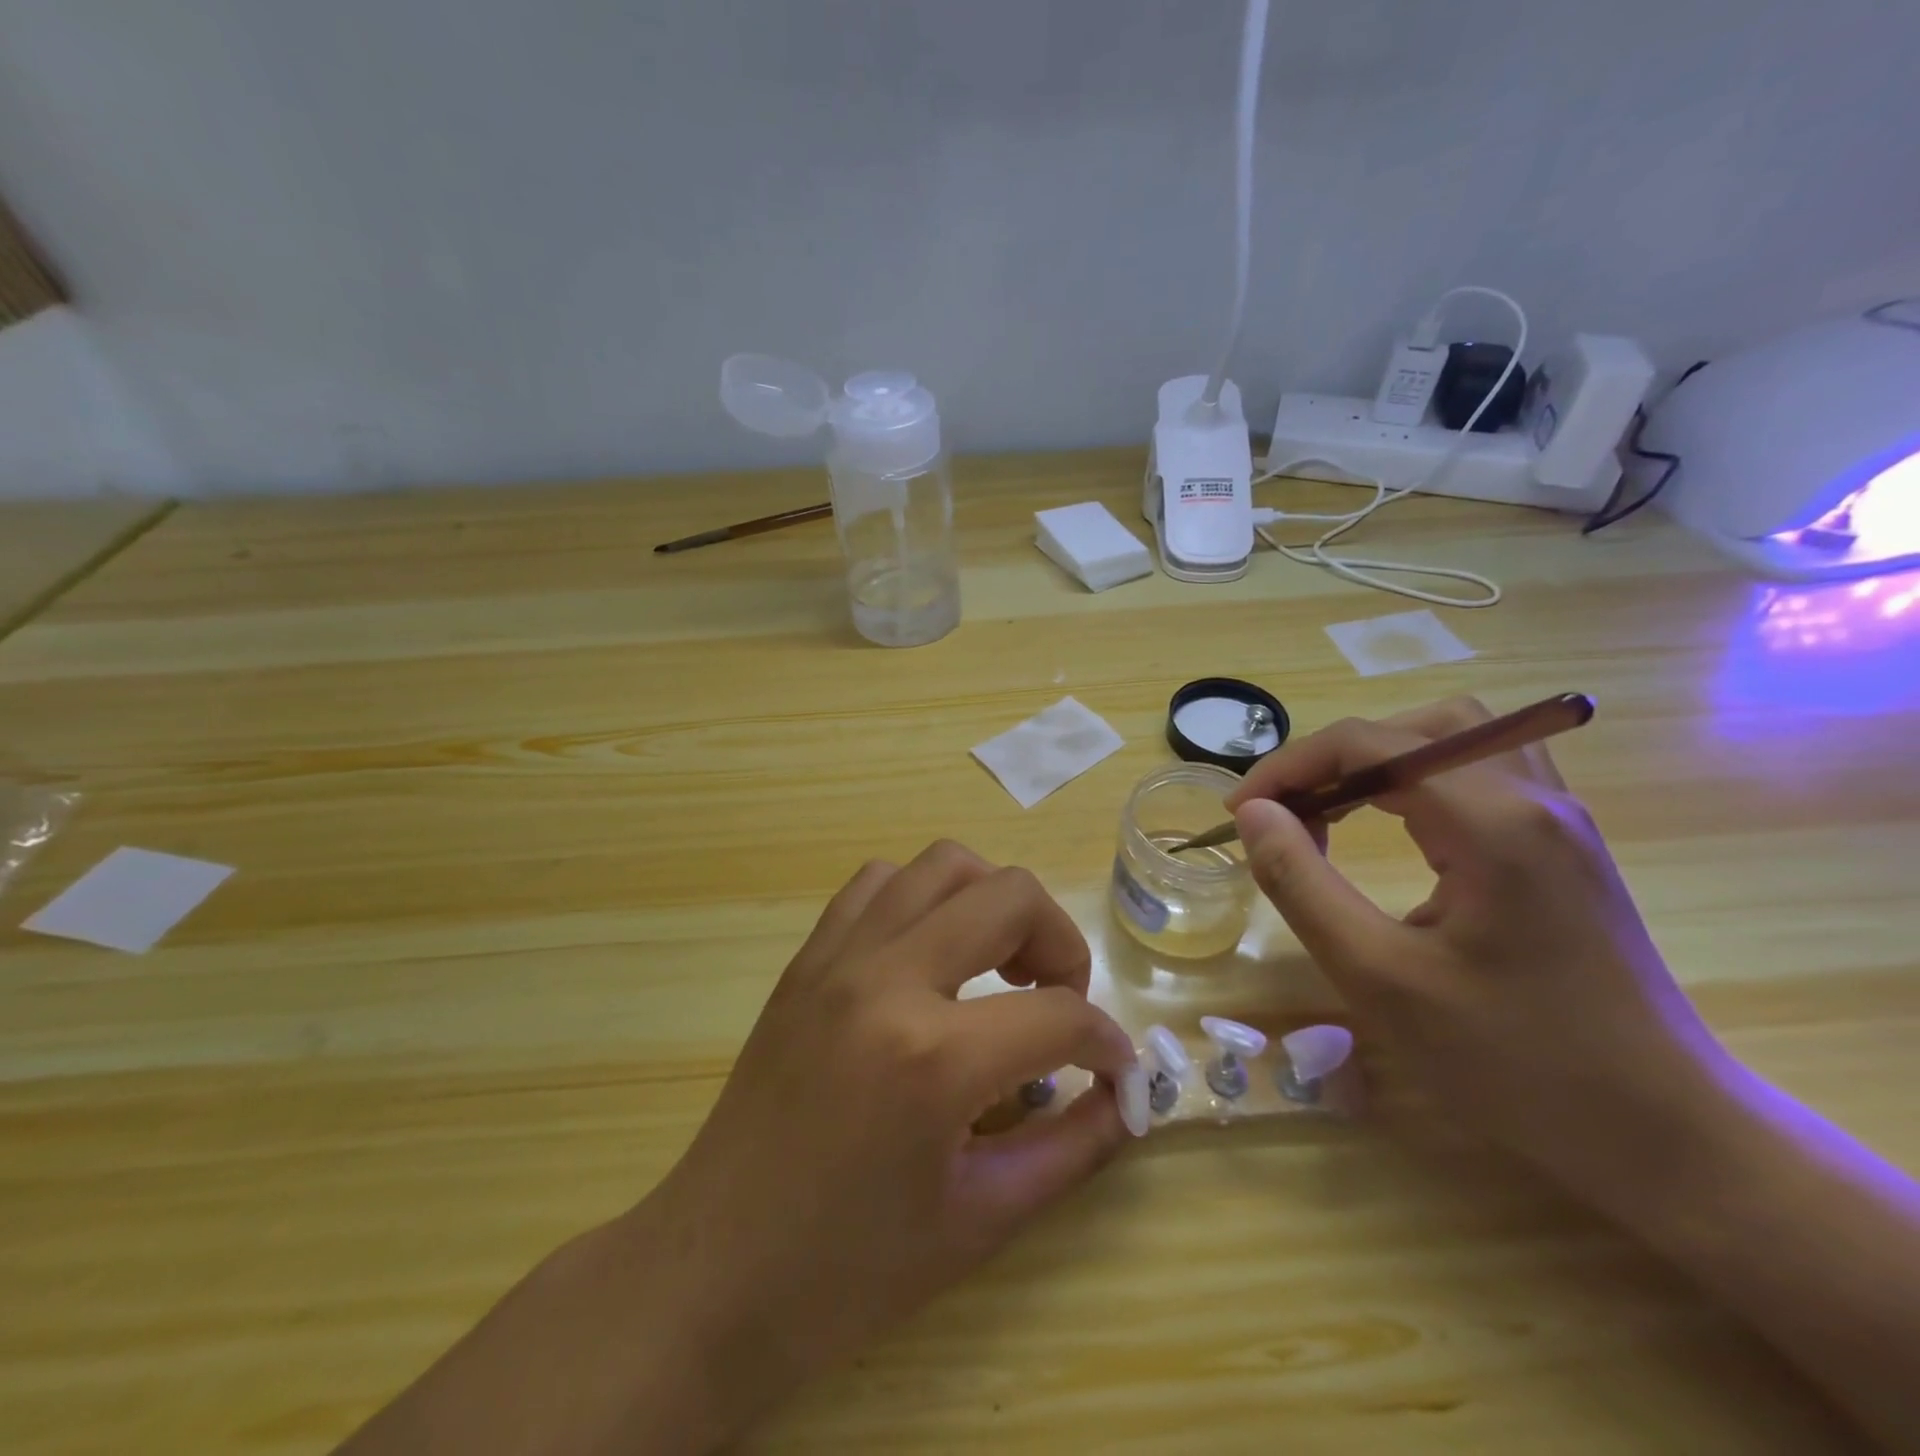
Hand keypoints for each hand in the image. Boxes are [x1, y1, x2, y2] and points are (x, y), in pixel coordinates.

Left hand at [642, 841, 1141, 1440]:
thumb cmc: (848, 1271)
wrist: (712, 1273)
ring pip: (943, 865)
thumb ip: (1071, 1147)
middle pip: (1011, 896)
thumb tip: (1127, 1095)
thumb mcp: (981, 1220)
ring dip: (992, 902)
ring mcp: (839, 956)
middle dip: (1061, 943)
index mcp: (934, 1058)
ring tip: (997, 965)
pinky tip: (929, 956)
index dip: (1106, 1042)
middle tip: (1059, 1000)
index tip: (1114, 1068)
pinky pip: (879, 884)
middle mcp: (887, 979)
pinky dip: (923, 899)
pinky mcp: (807, 957)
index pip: (1059, 1015)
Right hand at [1226, 697, 1727, 1201]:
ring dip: (1381, 762)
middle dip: (1337, 756)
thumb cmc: (1513, 1062)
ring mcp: (1559, 821)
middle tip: (1292, 810)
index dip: (1289, 766)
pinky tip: (1397, 832)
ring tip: (1333, 813)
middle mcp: (1534, 799)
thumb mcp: (1378, 976)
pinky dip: (1419, 782)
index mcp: (1492, 821)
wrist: (1665, 1136)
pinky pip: (1481, 774)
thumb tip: (1253, 814)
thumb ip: (1301, 883)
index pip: (1370, 743)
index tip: (1240, 813)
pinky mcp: (1564, 848)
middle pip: (1418, 725)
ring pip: (1456, 740)